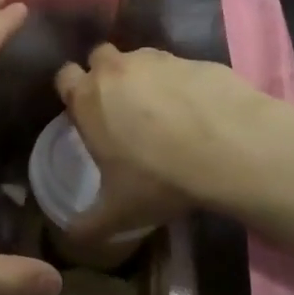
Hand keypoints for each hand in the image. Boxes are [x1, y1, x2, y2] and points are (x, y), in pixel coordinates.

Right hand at [52, 43, 277, 243]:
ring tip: (164, 112)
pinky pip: (180, 67)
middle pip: (100, 58)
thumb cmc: (159, 178)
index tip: (84, 111)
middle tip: (121, 108)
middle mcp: (117, 69)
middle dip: (106, 76)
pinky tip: (198, 112)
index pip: (65, 76)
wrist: (229, 147)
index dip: (73, 91)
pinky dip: (182, 84)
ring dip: (145, 78)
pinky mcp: (195, 59)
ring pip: (140, 59)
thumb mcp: (118, 213)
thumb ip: (88, 225)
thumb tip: (71, 237)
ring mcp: (158, 60)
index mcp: (88, 99)